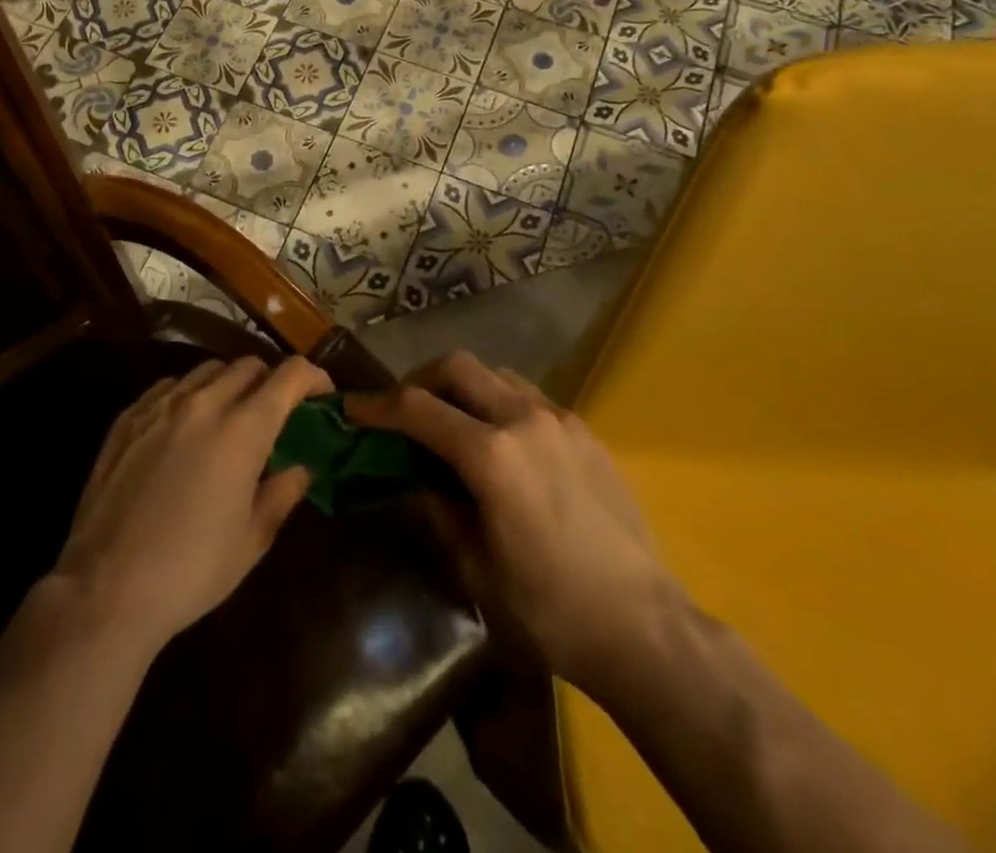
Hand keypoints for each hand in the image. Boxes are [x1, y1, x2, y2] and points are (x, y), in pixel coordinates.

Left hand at [54, 354, 333, 650]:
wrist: (106, 589)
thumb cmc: (191, 570)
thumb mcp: (252, 540)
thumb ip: (282, 493)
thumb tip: (300, 467)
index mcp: (243, 429)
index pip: (289, 376)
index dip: (313, 377)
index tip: (322, 394)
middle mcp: (203, 403)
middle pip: (248, 365)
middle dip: (271, 381)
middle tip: (275, 413)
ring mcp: (160, 405)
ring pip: (207, 370)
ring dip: (229, 384)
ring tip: (229, 417)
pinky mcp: (127, 417)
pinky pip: (169, 386)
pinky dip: (189, 395)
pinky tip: (184, 427)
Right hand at [347, 351, 675, 690]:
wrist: (643, 628)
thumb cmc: (550, 610)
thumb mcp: (476, 567)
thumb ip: (440, 508)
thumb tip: (419, 476)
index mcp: (492, 455)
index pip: (418, 409)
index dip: (377, 405)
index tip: (352, 407)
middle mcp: (524, 419)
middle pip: (457, 367)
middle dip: (420, 380)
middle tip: (404, 409)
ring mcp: (560, 420)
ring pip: (496, 374)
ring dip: (463, 388)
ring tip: (452, 423)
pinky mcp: (584, 432)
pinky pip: (529, 397)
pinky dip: (499, 403)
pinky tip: (501, 443)